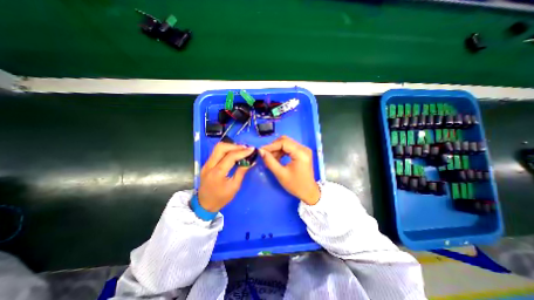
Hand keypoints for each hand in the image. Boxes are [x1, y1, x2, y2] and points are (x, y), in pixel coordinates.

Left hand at [197, 141, 255, 210]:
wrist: (204, 204)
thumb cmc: (221, 198)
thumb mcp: (234, 187)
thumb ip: (242, 172)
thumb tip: (251, 161)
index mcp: (217, 173)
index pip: (230, 156)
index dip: (242, 152)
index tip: (252, 149)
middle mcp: (210, 165)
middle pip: (221, 147)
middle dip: (235, 146)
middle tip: (246, 149)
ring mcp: (206, 164)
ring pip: (217, 148)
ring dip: (230, 146)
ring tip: (241, 149)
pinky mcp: (206, 164)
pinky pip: (216, 152)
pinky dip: (226, 150)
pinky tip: (234, 153)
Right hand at [260, 136, 317, 204]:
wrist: (308, 192)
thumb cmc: (295, 185)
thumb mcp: (281, 174)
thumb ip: (270, 161)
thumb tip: (260, 151)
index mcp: (301, 153)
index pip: (284, 142)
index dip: (271, 145)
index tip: (261, 150)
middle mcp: (303, 148)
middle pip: (285, 141)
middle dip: (274, 147)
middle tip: (265, 155)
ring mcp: (303, 150)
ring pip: (286, 143)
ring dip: (277, 149)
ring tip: (270, 159)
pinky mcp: (302, 152)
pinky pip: (289, 148)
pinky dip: (281, 152)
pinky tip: (277, 159)